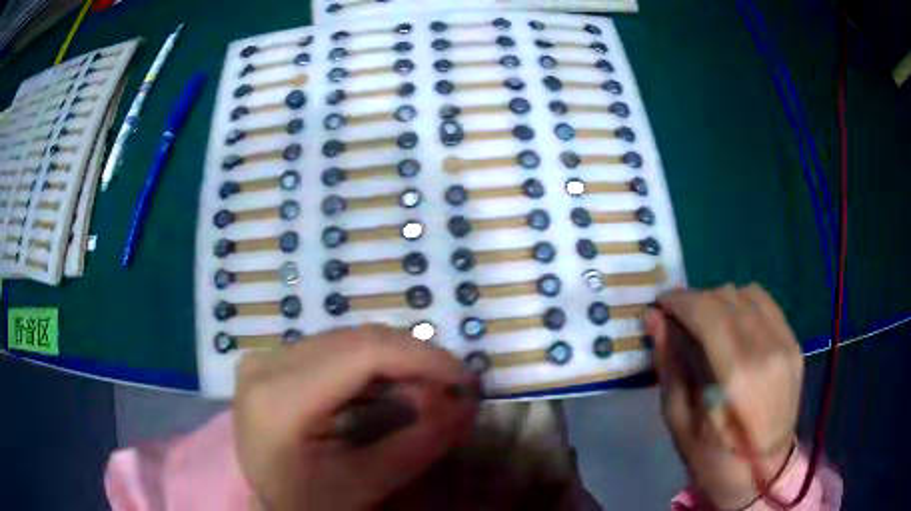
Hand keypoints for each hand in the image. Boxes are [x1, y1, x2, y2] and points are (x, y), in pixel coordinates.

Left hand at [233, 325, 477, 510]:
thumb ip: (420, 442)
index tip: (465, 379)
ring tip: (425, 390)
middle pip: (355, 341)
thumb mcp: (369, 483)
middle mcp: (265, 366)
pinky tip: (389, 386)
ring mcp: (264, 358)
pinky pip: (331, 347)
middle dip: (414, 359)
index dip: (422, 358)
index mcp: (281, 401)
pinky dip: (369, 362)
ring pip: (346, 339)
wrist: (266, 501)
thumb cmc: (311, 502)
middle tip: (450, 388)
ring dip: (394, 359)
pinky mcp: (270, 360)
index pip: (362, 354)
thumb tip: (465, 403)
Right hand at [647, 284, 803, 508]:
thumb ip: (669, 366)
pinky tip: (732, 321)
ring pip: (746, 294)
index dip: (680, 301)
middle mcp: (767, 352)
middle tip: (678, 317)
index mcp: (736, 380)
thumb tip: (655, 320)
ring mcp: (785, 345)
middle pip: (726, 298)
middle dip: (696, 300)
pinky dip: (742, 303)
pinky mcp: (795, 343)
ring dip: (719, 300)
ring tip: (705, 321)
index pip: (708, 313)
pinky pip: (766, 302)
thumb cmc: (715, 458)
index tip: (660, 304)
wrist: (764, 472)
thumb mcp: (679, 422)